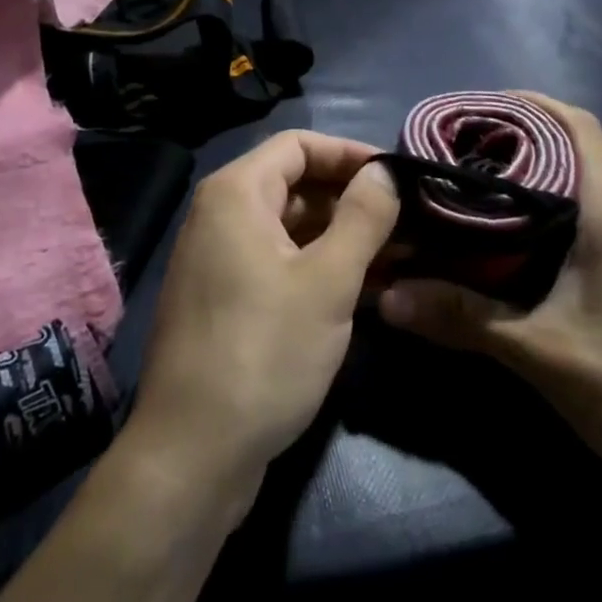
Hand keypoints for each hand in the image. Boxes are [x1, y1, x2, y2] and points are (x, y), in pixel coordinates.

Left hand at [127, 131, 399, 500]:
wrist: (192, 455)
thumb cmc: (265, 353)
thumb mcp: (328, 281)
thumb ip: (363, 217)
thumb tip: (385, 172)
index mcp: (236, 194)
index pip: (299, 145)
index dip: (350, 154)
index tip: (397, 177)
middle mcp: (220, 216)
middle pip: (295, 184)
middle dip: (351, 199)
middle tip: (408, 221)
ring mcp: (220, 259)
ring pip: (290, 227)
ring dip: (341, 236)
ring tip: (400, 255)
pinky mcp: (226, 299)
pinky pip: (278, 262)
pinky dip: (319, 266)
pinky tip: (366, 289)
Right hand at [377, 94, 601, 498]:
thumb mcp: (541, 351)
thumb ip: (463, 318)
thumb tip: (387, 298)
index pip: (576, 126)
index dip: (528, 104)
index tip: (474, 110)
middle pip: (572, 147)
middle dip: (516, 138)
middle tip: (456, 149)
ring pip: (578, 183)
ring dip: (530, 174)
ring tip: (471, 185)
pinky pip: (584, 216)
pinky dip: (544, 209)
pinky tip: (507, 239)